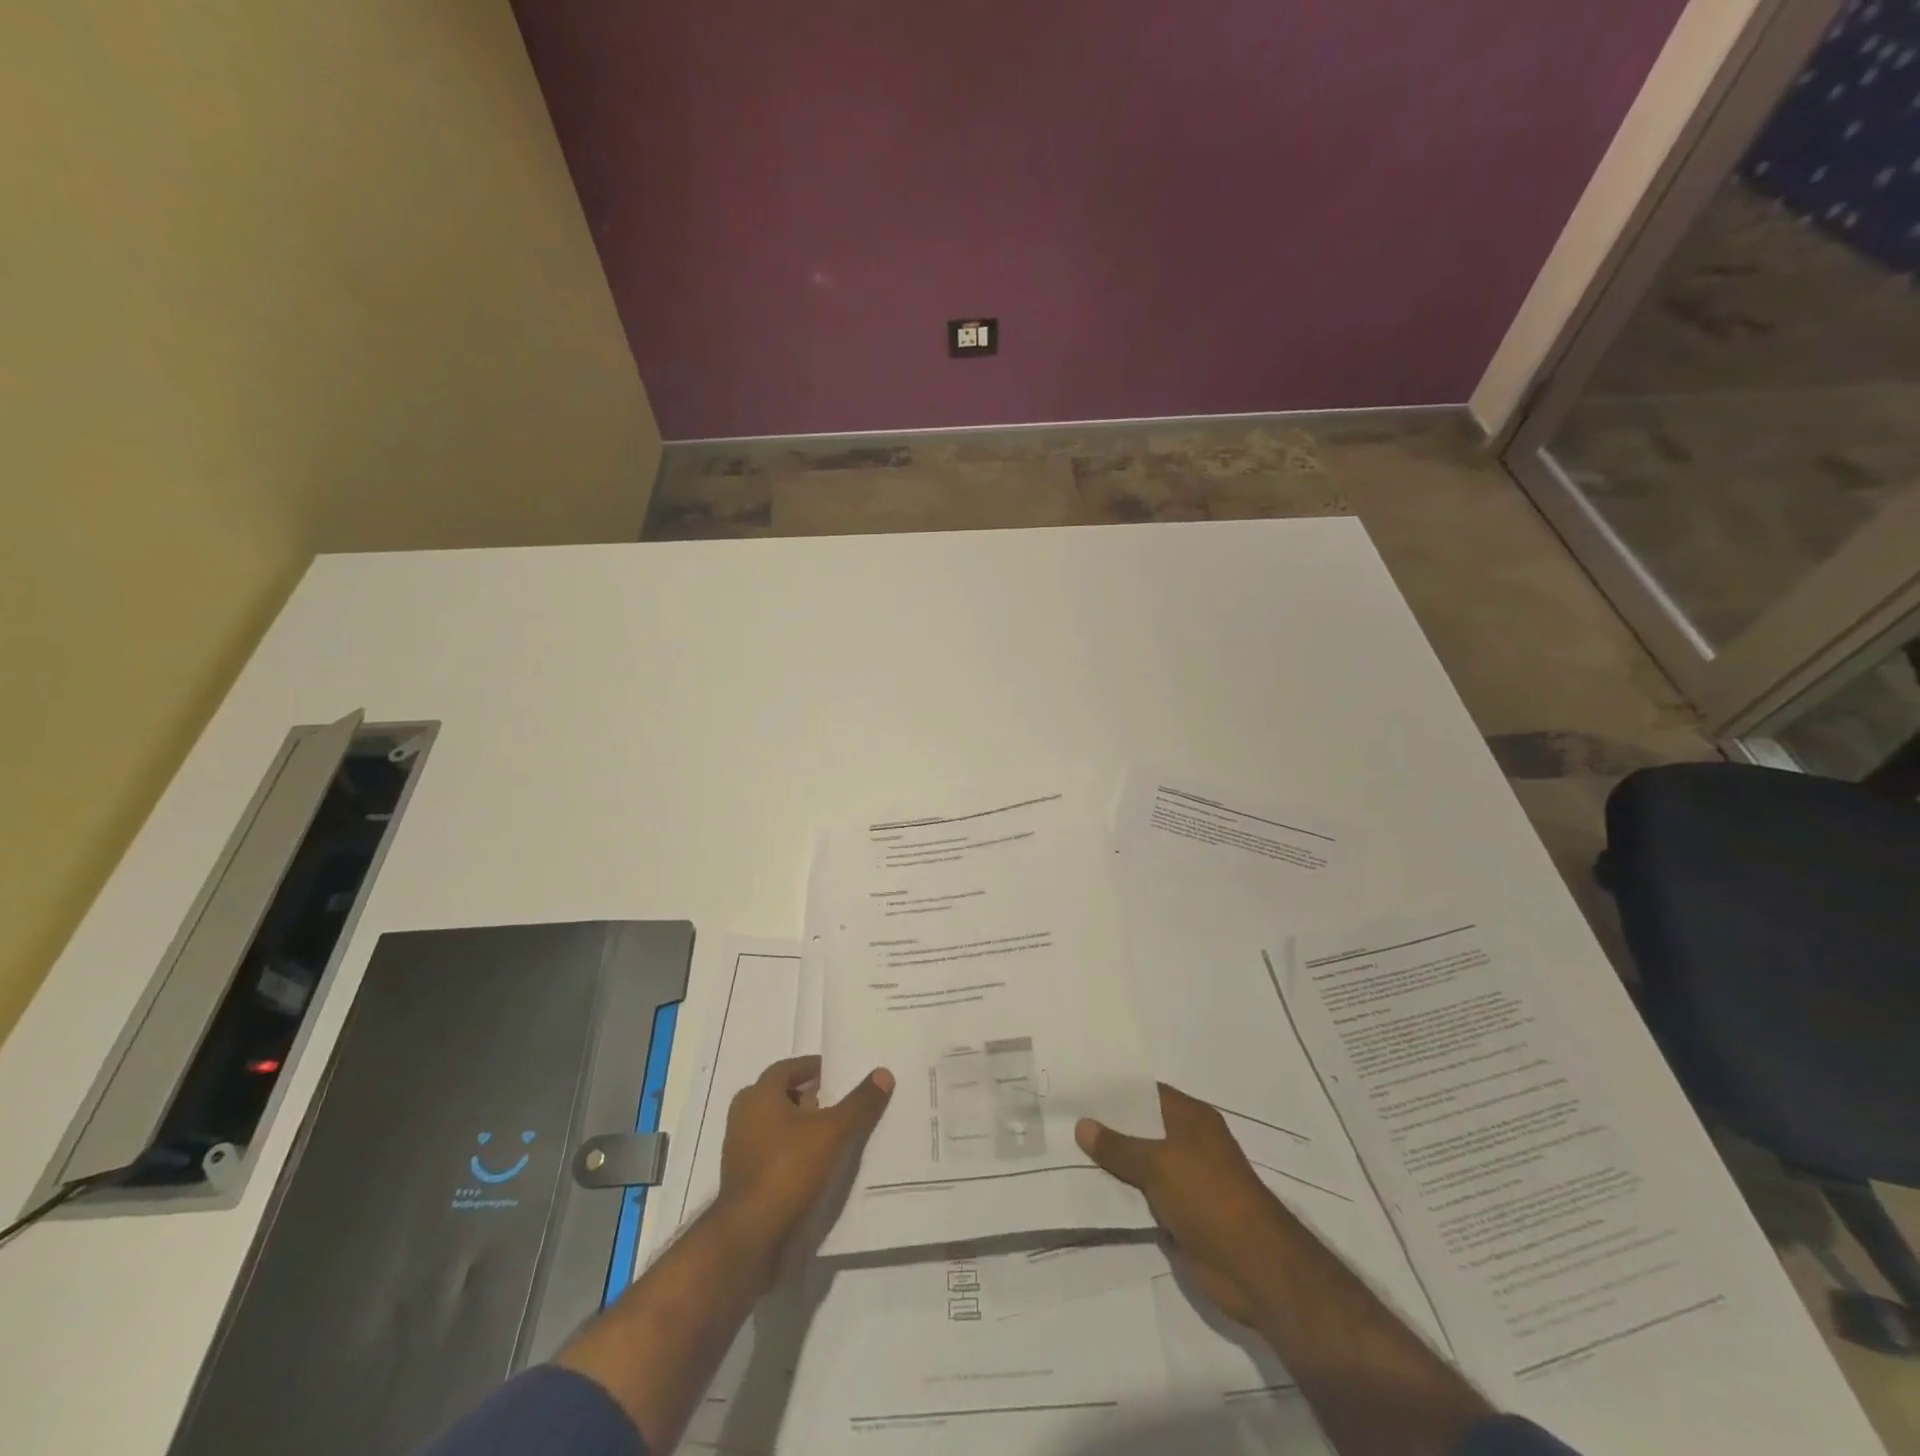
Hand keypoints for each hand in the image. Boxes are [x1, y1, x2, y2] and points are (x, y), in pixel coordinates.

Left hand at [718, 1055, 893, 1275]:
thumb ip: (859, 1103)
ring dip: (799, 1125)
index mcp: (758, 1095)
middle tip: (836, 1102)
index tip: (836, 1075)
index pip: (787, 1068)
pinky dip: (790, 1150)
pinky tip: (814, 1164)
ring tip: (830, 1134)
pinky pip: (770, 1151)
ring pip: (774, 1125)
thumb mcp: (833, 1131)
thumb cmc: (789, 1168)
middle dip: (807, 1096)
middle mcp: (743, 1116)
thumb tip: (883, 1073)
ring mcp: (739, 1150)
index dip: (812, 1068)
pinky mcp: (742, 1179)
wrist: (750, 1235)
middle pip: (779, 1095)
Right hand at [1076, 1083, 1286, 1324]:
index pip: (1146, 1093)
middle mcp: (1188, 1143)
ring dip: (1109, 1165)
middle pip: (1140, 1129)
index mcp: (1191, 1118)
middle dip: (1105, 1128)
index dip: (1113, 1091)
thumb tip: (1081, 1124)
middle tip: (1061, 1119)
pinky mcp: (1178, 1214)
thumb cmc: (1210, 1197)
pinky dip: (1119, 1195)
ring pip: (1138, 1164)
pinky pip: (1141, 1197)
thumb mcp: (1159, 1163)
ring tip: (1062, 1152)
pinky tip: (1085, 1190)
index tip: (1077, 1089)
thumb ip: (1119, 1146)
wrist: (1253, 1268)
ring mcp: (1184, 1180)